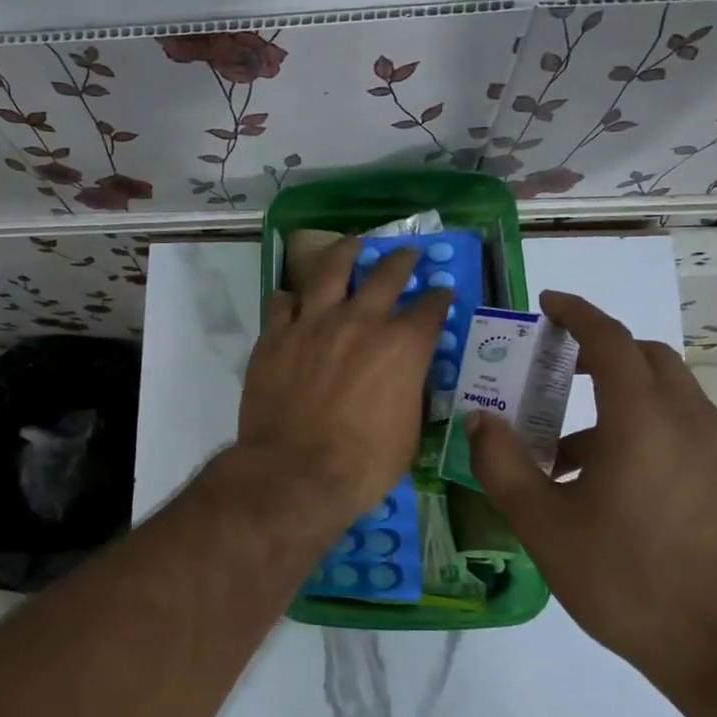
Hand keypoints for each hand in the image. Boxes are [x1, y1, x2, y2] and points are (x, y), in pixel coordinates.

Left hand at [236, 235, 450, 533]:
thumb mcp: (408, 432)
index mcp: (401, 346)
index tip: (441, 294)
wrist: (294, 472)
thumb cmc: (362, 464)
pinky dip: (291, 298)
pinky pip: (281, 302)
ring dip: (345, 254)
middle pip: (385, 275)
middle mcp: (359, 322)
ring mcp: (312, 324)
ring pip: (330, 271)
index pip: (430, 309)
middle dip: (401, 260)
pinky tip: (293, 300)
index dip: (439, 299)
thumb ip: (409, 392)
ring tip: (351, 245)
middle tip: (405, 253)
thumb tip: (406, 378)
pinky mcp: (275, 336)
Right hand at [464, 291, 716, 693]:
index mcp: (643, 420)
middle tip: (556, 366)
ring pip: (669, 392)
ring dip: (620, 391)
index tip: (548, 303)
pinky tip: (610, 477)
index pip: (610, 341)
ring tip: (569, 440)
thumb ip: (503, 464)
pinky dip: (644, 422)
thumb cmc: (626, 579)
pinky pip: (683, 425)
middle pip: (647, 357)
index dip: (577, 314)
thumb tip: (479, 419)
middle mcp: (689, 420)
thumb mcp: (543, 525)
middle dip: (601, 349)